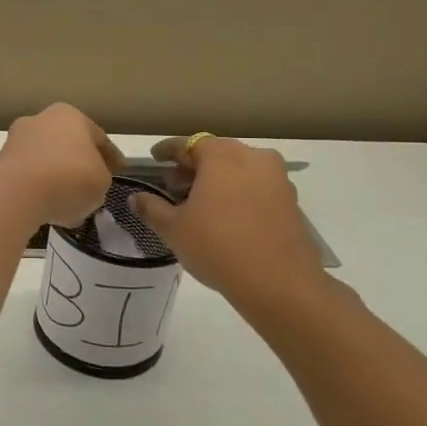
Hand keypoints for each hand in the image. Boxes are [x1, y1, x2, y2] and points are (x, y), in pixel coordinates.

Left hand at [0, 104, 122, 227]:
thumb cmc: (69, 178)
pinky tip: (48, 205)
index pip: (98, 137)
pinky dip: (38, 187)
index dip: (111, 156)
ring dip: (56, 175)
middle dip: (79, 162)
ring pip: (45, 159)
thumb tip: (88, 181)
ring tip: (69, 199)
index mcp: (70, 115)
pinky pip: (28, 175)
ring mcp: (16, 139)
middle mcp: (40, 120)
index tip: (120, 171)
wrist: (16, 192)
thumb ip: (100, 177)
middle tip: (92, 184)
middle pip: (68, 144)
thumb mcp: (102, 181)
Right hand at [129, 136, 327, 309]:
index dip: (167, 150)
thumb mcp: (173, 228)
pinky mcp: (290, 201)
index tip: (155, 158)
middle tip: (172, 184)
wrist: (279, 283)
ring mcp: (277, 179)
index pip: (188, 143)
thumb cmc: (217, 246)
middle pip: (216, 153)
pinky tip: (223, 214)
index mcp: (222, 157)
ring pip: (239, 168)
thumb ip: (151, 208)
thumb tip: (136, 198)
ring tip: (196, 201)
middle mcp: (253, 158)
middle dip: (192, 166)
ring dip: (216, 178)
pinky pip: (256, 185)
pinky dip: (236, 191)